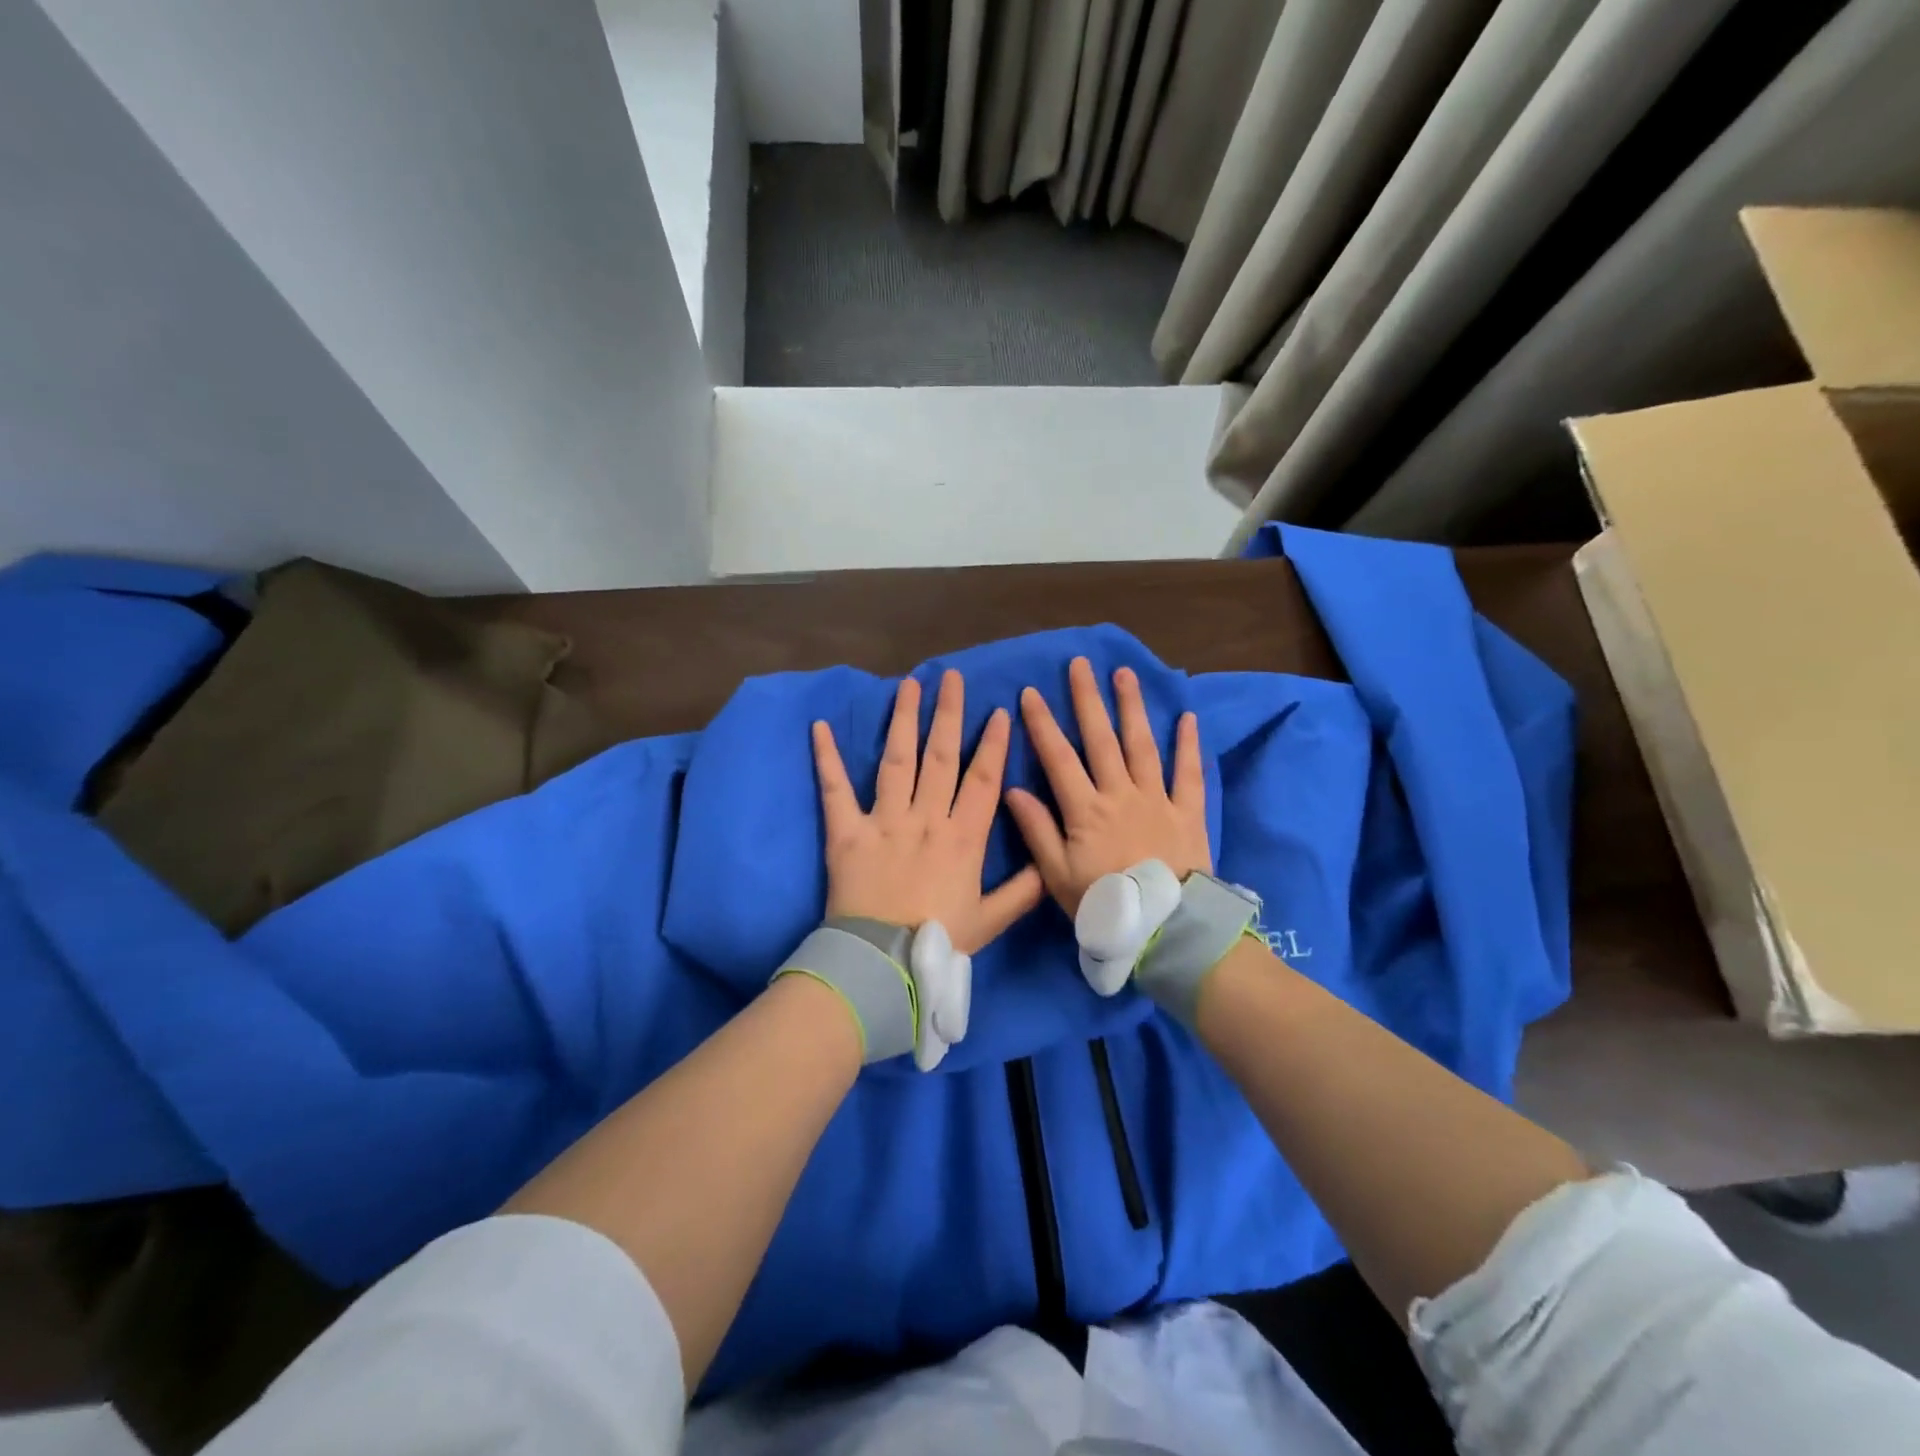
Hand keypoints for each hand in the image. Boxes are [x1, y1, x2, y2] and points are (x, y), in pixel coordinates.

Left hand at [812, 670, 1043, 954]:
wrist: (882, 963)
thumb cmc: (938, 943)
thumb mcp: (990, 921)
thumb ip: (1022, 891)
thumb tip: (1049, 866)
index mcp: (963, 838)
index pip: (983, 780)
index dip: (993, 745)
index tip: (999, 711)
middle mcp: (926, 818)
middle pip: (941, 756)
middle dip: (948, 714)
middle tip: (952, 677)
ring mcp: (885, 821)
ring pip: (897, 760)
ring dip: (903, 720)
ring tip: (908, 684)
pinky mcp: (847, 832)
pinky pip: (836, 790)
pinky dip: (827, 759)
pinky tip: (820, 727)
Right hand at [1003, 658, 1209, 916]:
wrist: (1166, 928)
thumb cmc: (1104, 904)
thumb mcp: (1057, 876)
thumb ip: (1037, 831)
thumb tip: (1013, 790)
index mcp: (1085, 810)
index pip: (1058, 757)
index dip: (1042, 724)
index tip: (1031, 692)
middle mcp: (1119, 794)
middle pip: (1101, 739)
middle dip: (1088, 699)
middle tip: (1080, 664)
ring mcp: (1156, 799)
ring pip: (1142, 745)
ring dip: (1132, 707)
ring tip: (1125, 674)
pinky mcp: (1186, 811)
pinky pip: (1188, 773)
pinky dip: (1188, 744)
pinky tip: (1187, 716)